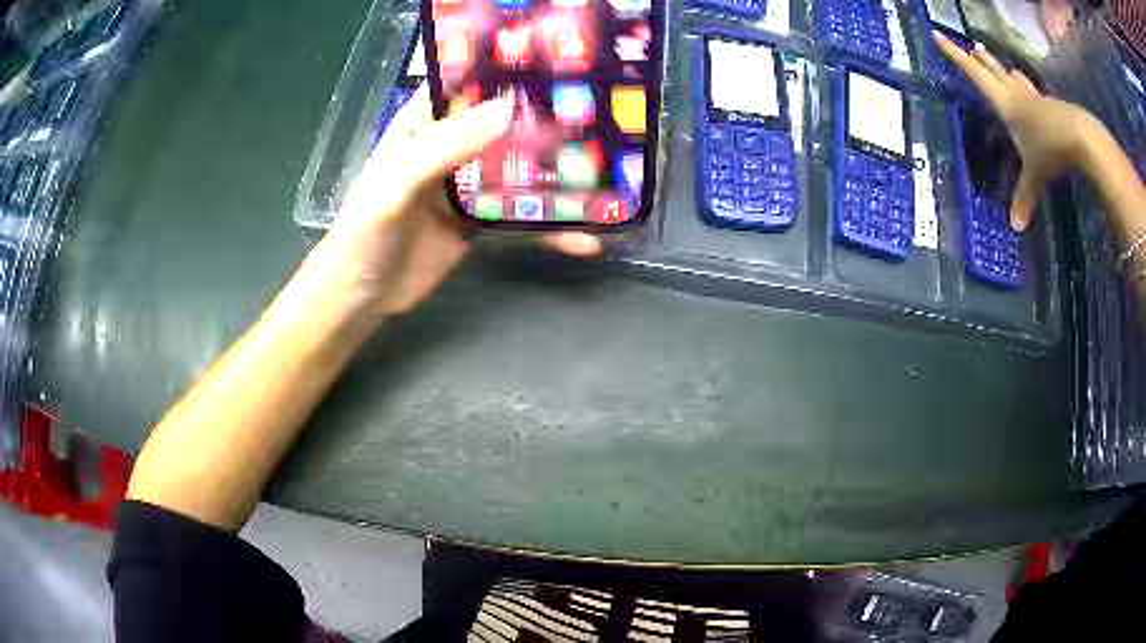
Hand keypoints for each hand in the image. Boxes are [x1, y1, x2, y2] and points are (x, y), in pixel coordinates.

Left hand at [312, 85, 601, 316]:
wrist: (363, 297)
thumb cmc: (366, 233)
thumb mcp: (396, 185)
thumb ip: (443, 148)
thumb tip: (506, 109)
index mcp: (422, 127)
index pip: (464, 86)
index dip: (502, 72)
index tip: (553, 66)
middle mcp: (449, 149)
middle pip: (502, 126)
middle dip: (545, 122)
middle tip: (597, 117)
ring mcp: (468, 187)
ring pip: (519, 172)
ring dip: (557, 176)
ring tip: (607, 174)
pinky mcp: (479, 223)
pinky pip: (521, 220)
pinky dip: (552, 230)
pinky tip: (586, 240)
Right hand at [934, 32, 1098, 231]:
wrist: (1079, 136)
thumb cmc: (1050, 149)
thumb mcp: (1035, 177)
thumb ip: (1025, 198)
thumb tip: (1016, 229)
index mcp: (1004, 102)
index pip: (973, 72)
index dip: (954, 54)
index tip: (937, 34)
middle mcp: (1015, 93)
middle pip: (992, 67)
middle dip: (980, 58)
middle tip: (971, 46)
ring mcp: (1034, 97)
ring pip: (1014, 77)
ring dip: (1005, 71)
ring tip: (1003, 70)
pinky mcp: (1048, 104)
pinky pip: (1033, 93)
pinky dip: (1027, 91)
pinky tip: (1031, 97)